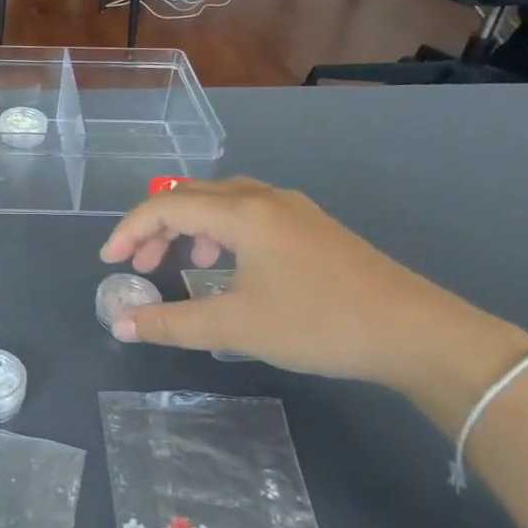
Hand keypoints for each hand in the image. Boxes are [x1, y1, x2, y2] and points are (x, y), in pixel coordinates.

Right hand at [100, 178, 527, 420]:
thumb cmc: (318, 324)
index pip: (166, 206)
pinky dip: (221, 230)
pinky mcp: (313, 225)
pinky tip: (231, 265)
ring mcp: (293, 208)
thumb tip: (121, 325)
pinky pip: (249, 212)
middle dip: (157, 226)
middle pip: (191, 195)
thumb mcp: (236, 327)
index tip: (110, 262)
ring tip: (183, 263)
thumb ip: (172, 324)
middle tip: (141, 265)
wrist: (417, 333)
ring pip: (222, 200)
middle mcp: (264, 198)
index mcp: (241, 213)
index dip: (130, 231)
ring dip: (190, 226)